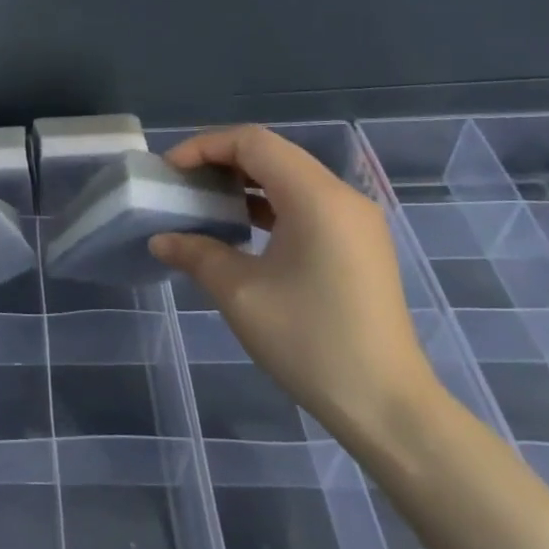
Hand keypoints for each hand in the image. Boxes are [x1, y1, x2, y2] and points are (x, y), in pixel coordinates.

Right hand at [149, 125, 443, 444]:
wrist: (387, 406)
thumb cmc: (310, 341)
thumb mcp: (239, 293)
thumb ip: (196, 254)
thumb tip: (161, 239)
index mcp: (316, 198)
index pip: (253, 142)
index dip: (204, 147)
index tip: (169, 172)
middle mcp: (342, 197)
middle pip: (272, 153)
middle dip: (220, 160)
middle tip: (181, 184)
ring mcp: (355, 220)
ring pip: (289, 176)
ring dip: (244, 181)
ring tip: (204, 202)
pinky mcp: (359, 243)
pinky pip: (306, 202)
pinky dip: (268, 203)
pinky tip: (241, 227)